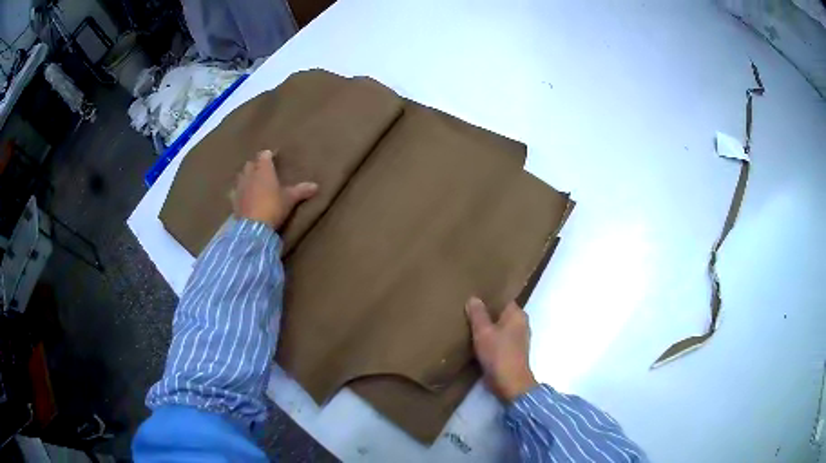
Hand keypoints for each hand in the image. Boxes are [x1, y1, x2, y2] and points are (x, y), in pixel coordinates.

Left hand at [233, 150, 317, 228]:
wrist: (253, 227)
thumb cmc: (273, 207)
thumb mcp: (289, 199)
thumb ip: (301, 191)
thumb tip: (316, 186)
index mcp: (264, 170)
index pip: (264, 155)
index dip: (269, 155)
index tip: (273, 156)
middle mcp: (249, 175)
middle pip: (250, 164)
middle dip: (255, 164)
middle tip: (262, 169)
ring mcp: (239, 187)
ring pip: (241, 176)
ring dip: (246, 176)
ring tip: (251, 180)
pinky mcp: (233, 201)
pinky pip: (234, 191)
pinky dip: (238, 191)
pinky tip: (241, 195)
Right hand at [466, 297, 537, 402]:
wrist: (509, 383)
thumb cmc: (498, 354)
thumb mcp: (483, 332)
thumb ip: (478, 314)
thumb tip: (474, 298)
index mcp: (517, 314)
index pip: (503, 298)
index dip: (489, 296)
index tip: (474, 293)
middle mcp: (521, 323)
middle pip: (501, 312)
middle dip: (486, 311)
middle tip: (467, 307)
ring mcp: (518, 338)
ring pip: (499, 326)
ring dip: (487, 326)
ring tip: (468, 322)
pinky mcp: (512, 351)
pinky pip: (499, 338)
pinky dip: (489, 338)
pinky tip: (475, 339)